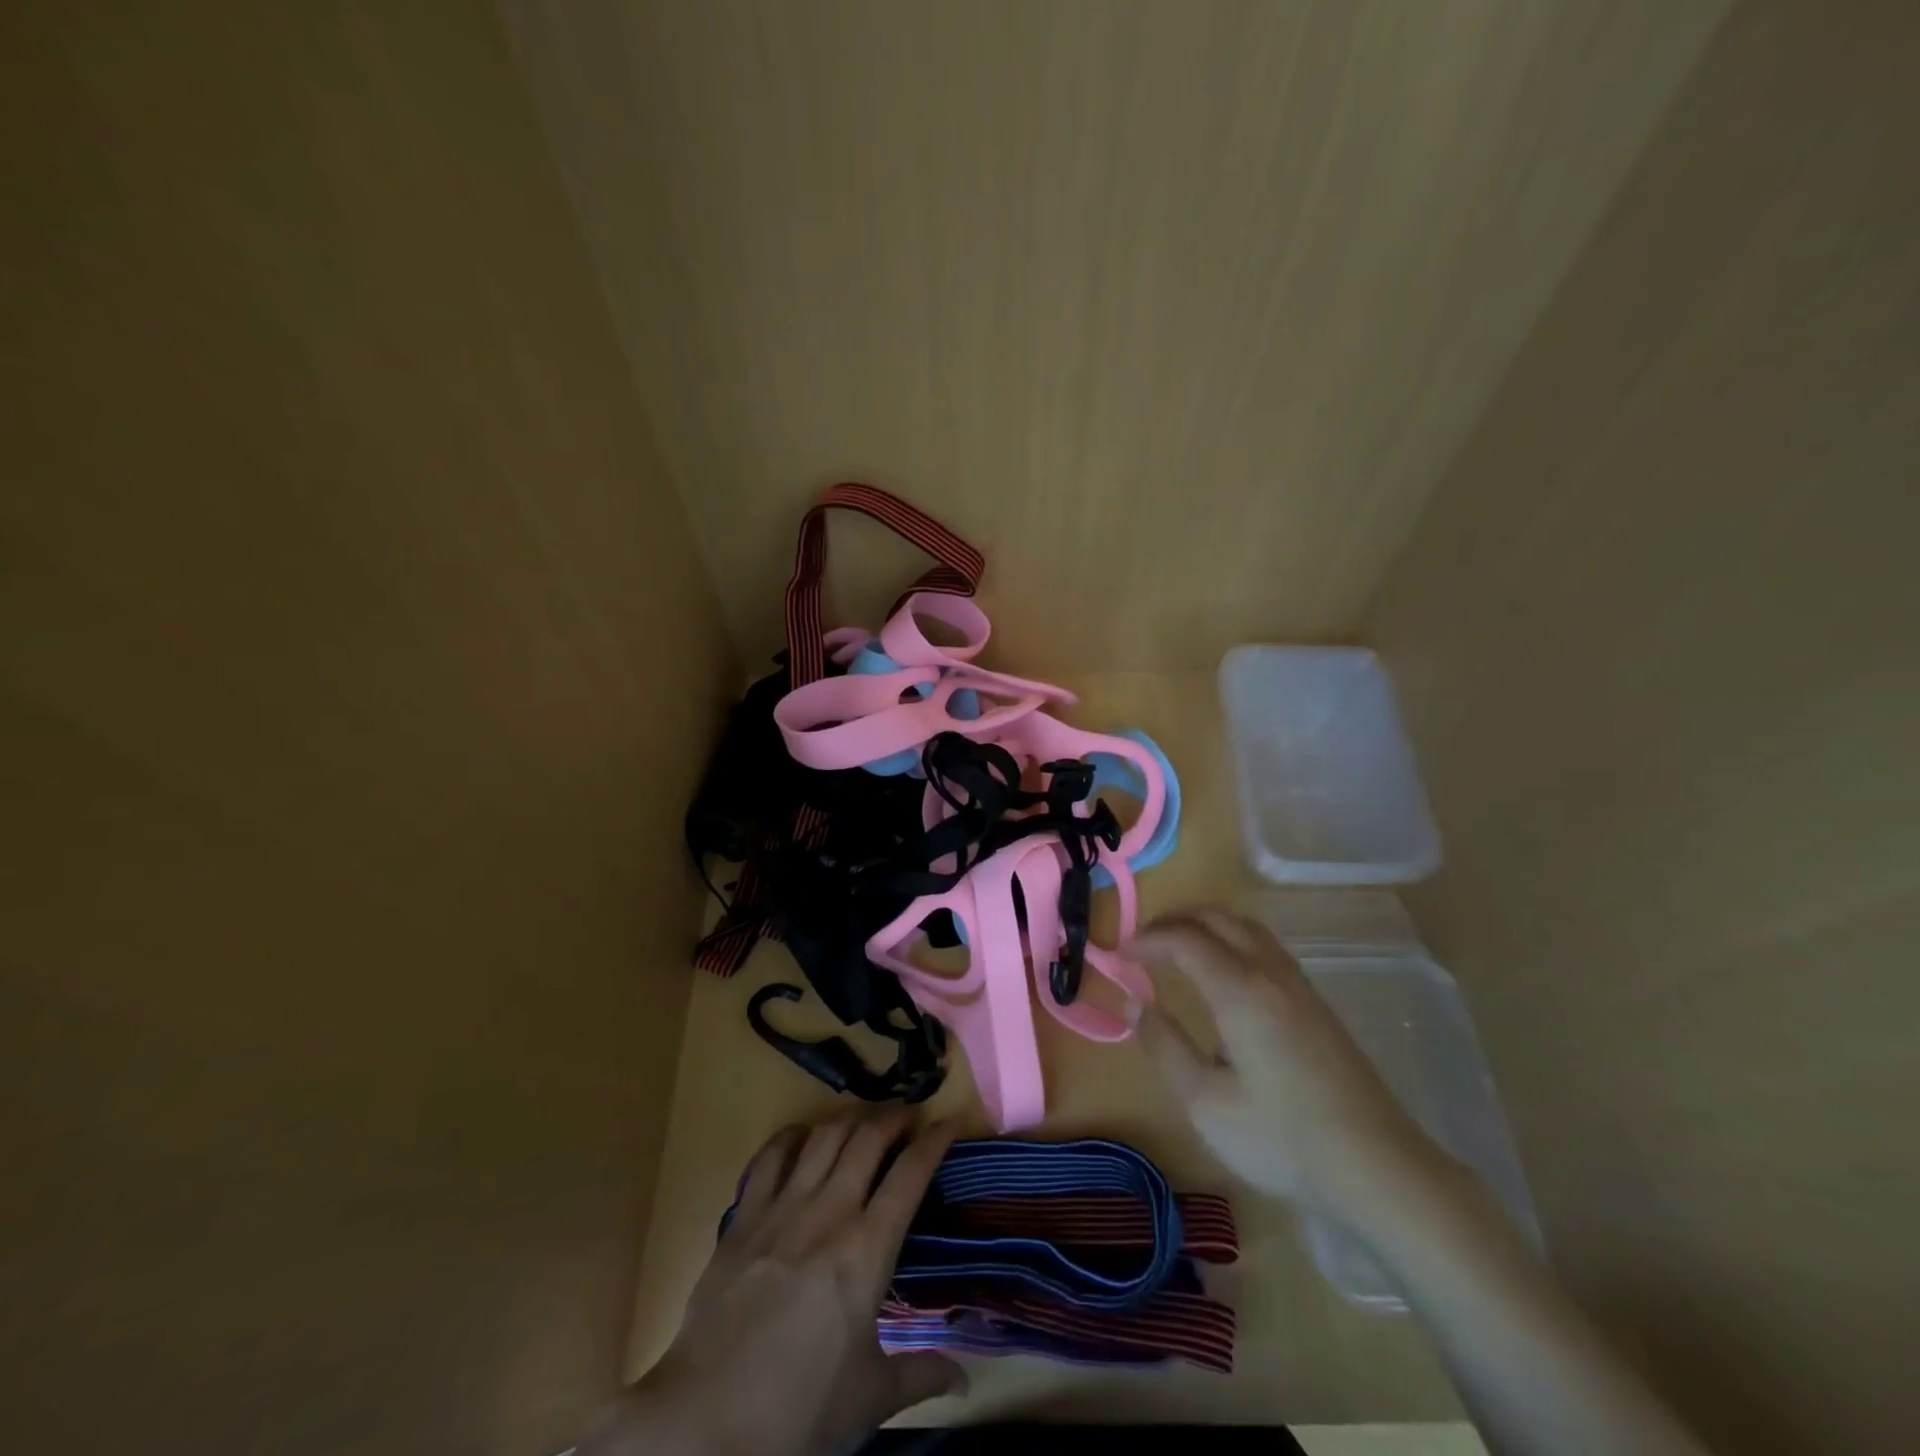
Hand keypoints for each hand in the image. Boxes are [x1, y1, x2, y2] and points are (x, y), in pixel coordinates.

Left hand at [593, 1109, 964, 1455]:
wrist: (706, 1421)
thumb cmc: (799, 1408)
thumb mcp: (870, 1397)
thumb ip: (922, 1375)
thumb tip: (965, 1381)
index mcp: (867, 1250)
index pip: (911, 1174)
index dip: (935, 1141)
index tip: (951, 1122)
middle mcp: (829, 1212)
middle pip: (868, 1138)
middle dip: (895, 1115)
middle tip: (910, 1113)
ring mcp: (782, 1208)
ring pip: (824, 1135)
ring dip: (851, 1117)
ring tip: (865, 1118)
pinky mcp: (744, 1216)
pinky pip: (770, 1156)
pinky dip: (792, 1136)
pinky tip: (803, 1136)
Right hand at [1133, 908, 1446, 1224]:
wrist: (1379, 1167)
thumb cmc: (1283, 1139)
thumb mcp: (1205, 1103)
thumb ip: (1163, 1046)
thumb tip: (1134, 1004)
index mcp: (1240, 990)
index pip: (1183, 939)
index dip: (1145, 940)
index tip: (1118, 956)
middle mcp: (1270, 972)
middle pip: (1216, 917)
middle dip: (1172, 921)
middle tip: (1142, 945)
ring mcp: (1298, 984)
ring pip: (1244, 926)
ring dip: (1204, 925)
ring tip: (1175, 951)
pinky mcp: (1315, 1002)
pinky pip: (1263, 945)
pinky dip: (1229, 939)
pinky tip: (1222, 974)